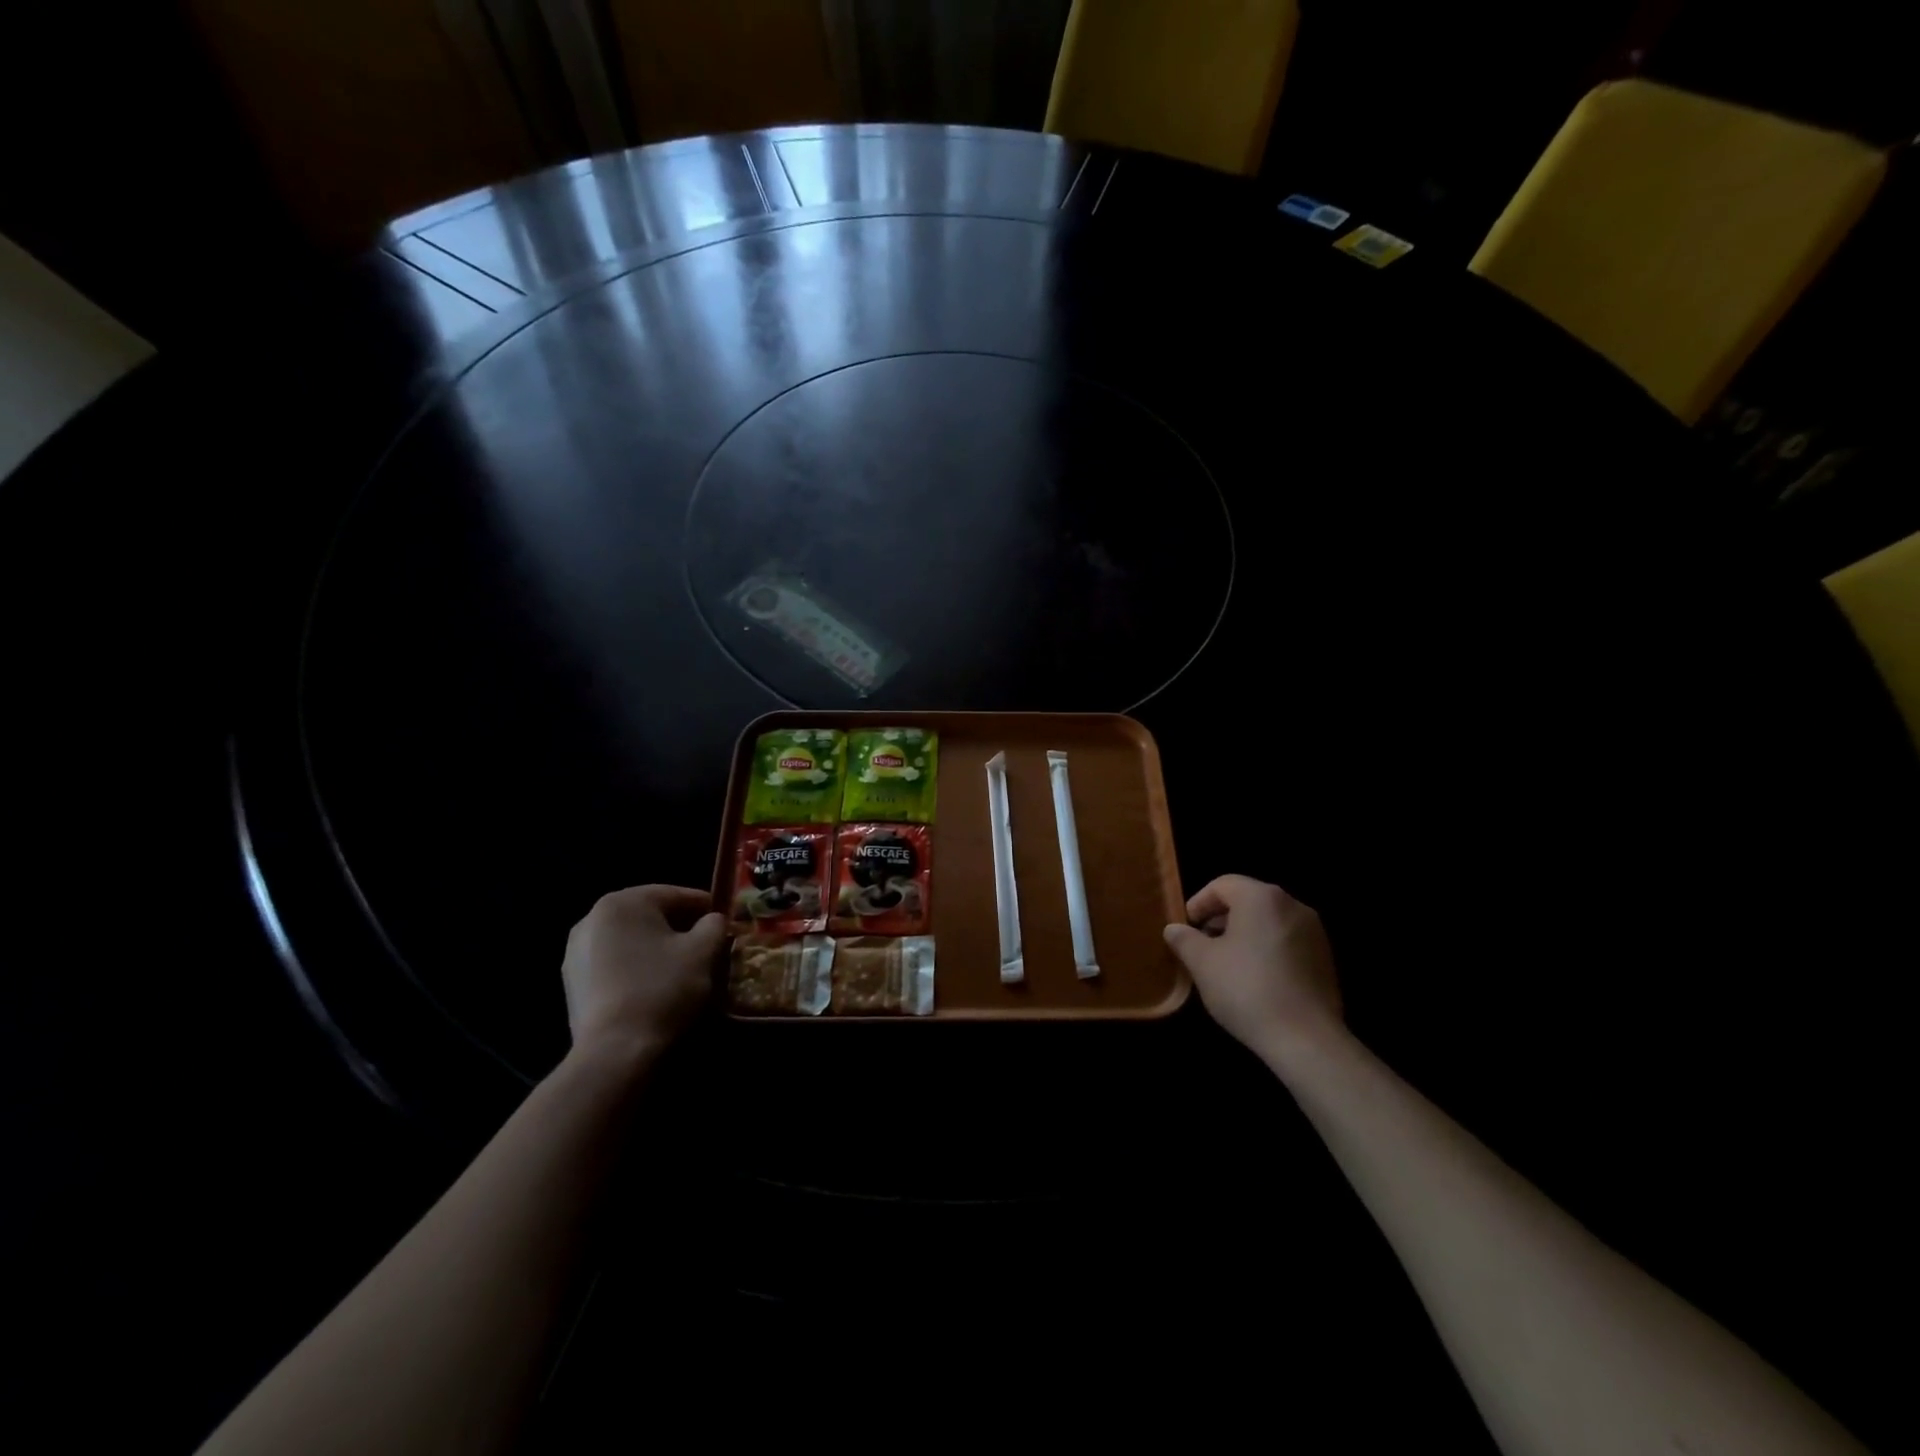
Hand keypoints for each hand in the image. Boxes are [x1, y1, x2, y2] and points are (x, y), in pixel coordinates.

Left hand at [562, 885, 725, 1060]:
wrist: (615, 1052)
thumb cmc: (663, 988)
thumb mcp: (703, 951)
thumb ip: (714, 925)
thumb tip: (713, 921)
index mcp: (623, 902)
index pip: (675, 894)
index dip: (706, 906)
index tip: (727, 920)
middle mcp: (592, 919)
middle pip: (650, 916)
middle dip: (679, 927)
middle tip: (707, 945)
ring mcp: (576, 953)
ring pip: (630, 940)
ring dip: (656, 948)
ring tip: (682, 968)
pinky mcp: (572, 984)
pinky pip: (614, 964)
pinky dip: (636, 968)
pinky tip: (655, 987)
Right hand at [1164, 875, 1343, 1066]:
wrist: (1306, 1040)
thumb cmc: (1247, 990)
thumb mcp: (1202, 963)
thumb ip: (1184, 939)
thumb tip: (1174, 928)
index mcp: (1262, 897)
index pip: (1222, 885)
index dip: (1198, 903)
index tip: (1186, 928)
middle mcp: (1292, 905)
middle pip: (1247, 900)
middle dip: (1220, 919)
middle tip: (1202, 945)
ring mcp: (1314, 932)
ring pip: (1268, 921)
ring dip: (1243, 934)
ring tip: (1226, 964)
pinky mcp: (1325, 959)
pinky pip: (1286, 941)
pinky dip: (1266, 950)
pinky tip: (1255, 979)